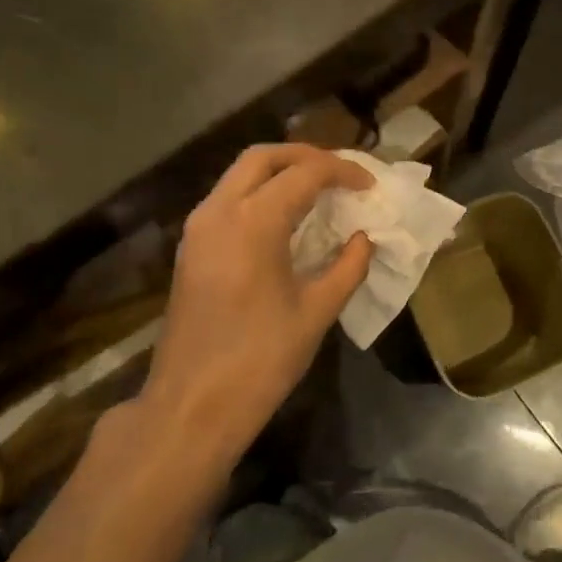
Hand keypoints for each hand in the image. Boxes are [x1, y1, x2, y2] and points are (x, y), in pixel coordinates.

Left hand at [128, 144, 373, 469]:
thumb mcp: (316, 312)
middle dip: (306, 156)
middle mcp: (218, 212)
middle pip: (263, 157)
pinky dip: (260, 194)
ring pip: (239, 175)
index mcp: (253, 222)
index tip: (370, 186)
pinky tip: (286, 219)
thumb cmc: (260, 360)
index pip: (304, 173)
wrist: (192, 405)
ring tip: (319, 190)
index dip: (343, 172)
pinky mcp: (191, 249)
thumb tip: (364, 238)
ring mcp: (198, 229)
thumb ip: (347, 267)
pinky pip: (227, 199)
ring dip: (280, 172)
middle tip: (341, 173)